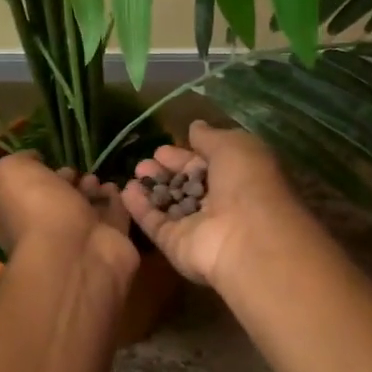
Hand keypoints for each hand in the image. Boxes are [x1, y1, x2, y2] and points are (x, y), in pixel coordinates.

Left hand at [0, 150, 138, 275]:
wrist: (74, 252)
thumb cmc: (36, 210)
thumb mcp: (10, 174)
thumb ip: (19, 161)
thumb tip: (34, 159)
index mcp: (20, 218)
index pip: (30, 195)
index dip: (42, 178)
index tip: (54, 164)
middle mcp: (49, 231)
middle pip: (62, 202)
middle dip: (71, 185)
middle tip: (81, 173)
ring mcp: (82, 240)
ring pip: (90, 210)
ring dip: (94, 192)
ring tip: (98, 180)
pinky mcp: (113, 243)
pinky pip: (116, 217)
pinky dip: (117, 201)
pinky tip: (115, 188)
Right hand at [120, 120, 306, 290]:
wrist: (245, 237)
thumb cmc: (246, 183)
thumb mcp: (233, 146)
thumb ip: (209, 137)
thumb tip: (195, 126)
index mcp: (237, 178)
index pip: (205, 165)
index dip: (184, 157)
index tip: (161, 149)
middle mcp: (218, 203)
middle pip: (186, 185)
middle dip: (165, 172)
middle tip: (143, 161)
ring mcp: (196, 227)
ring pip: (170, 204)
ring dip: (152, 187)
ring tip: (134, 172)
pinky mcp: (176, 244)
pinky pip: (155, 223)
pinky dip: (140, 208)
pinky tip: (125, 191)